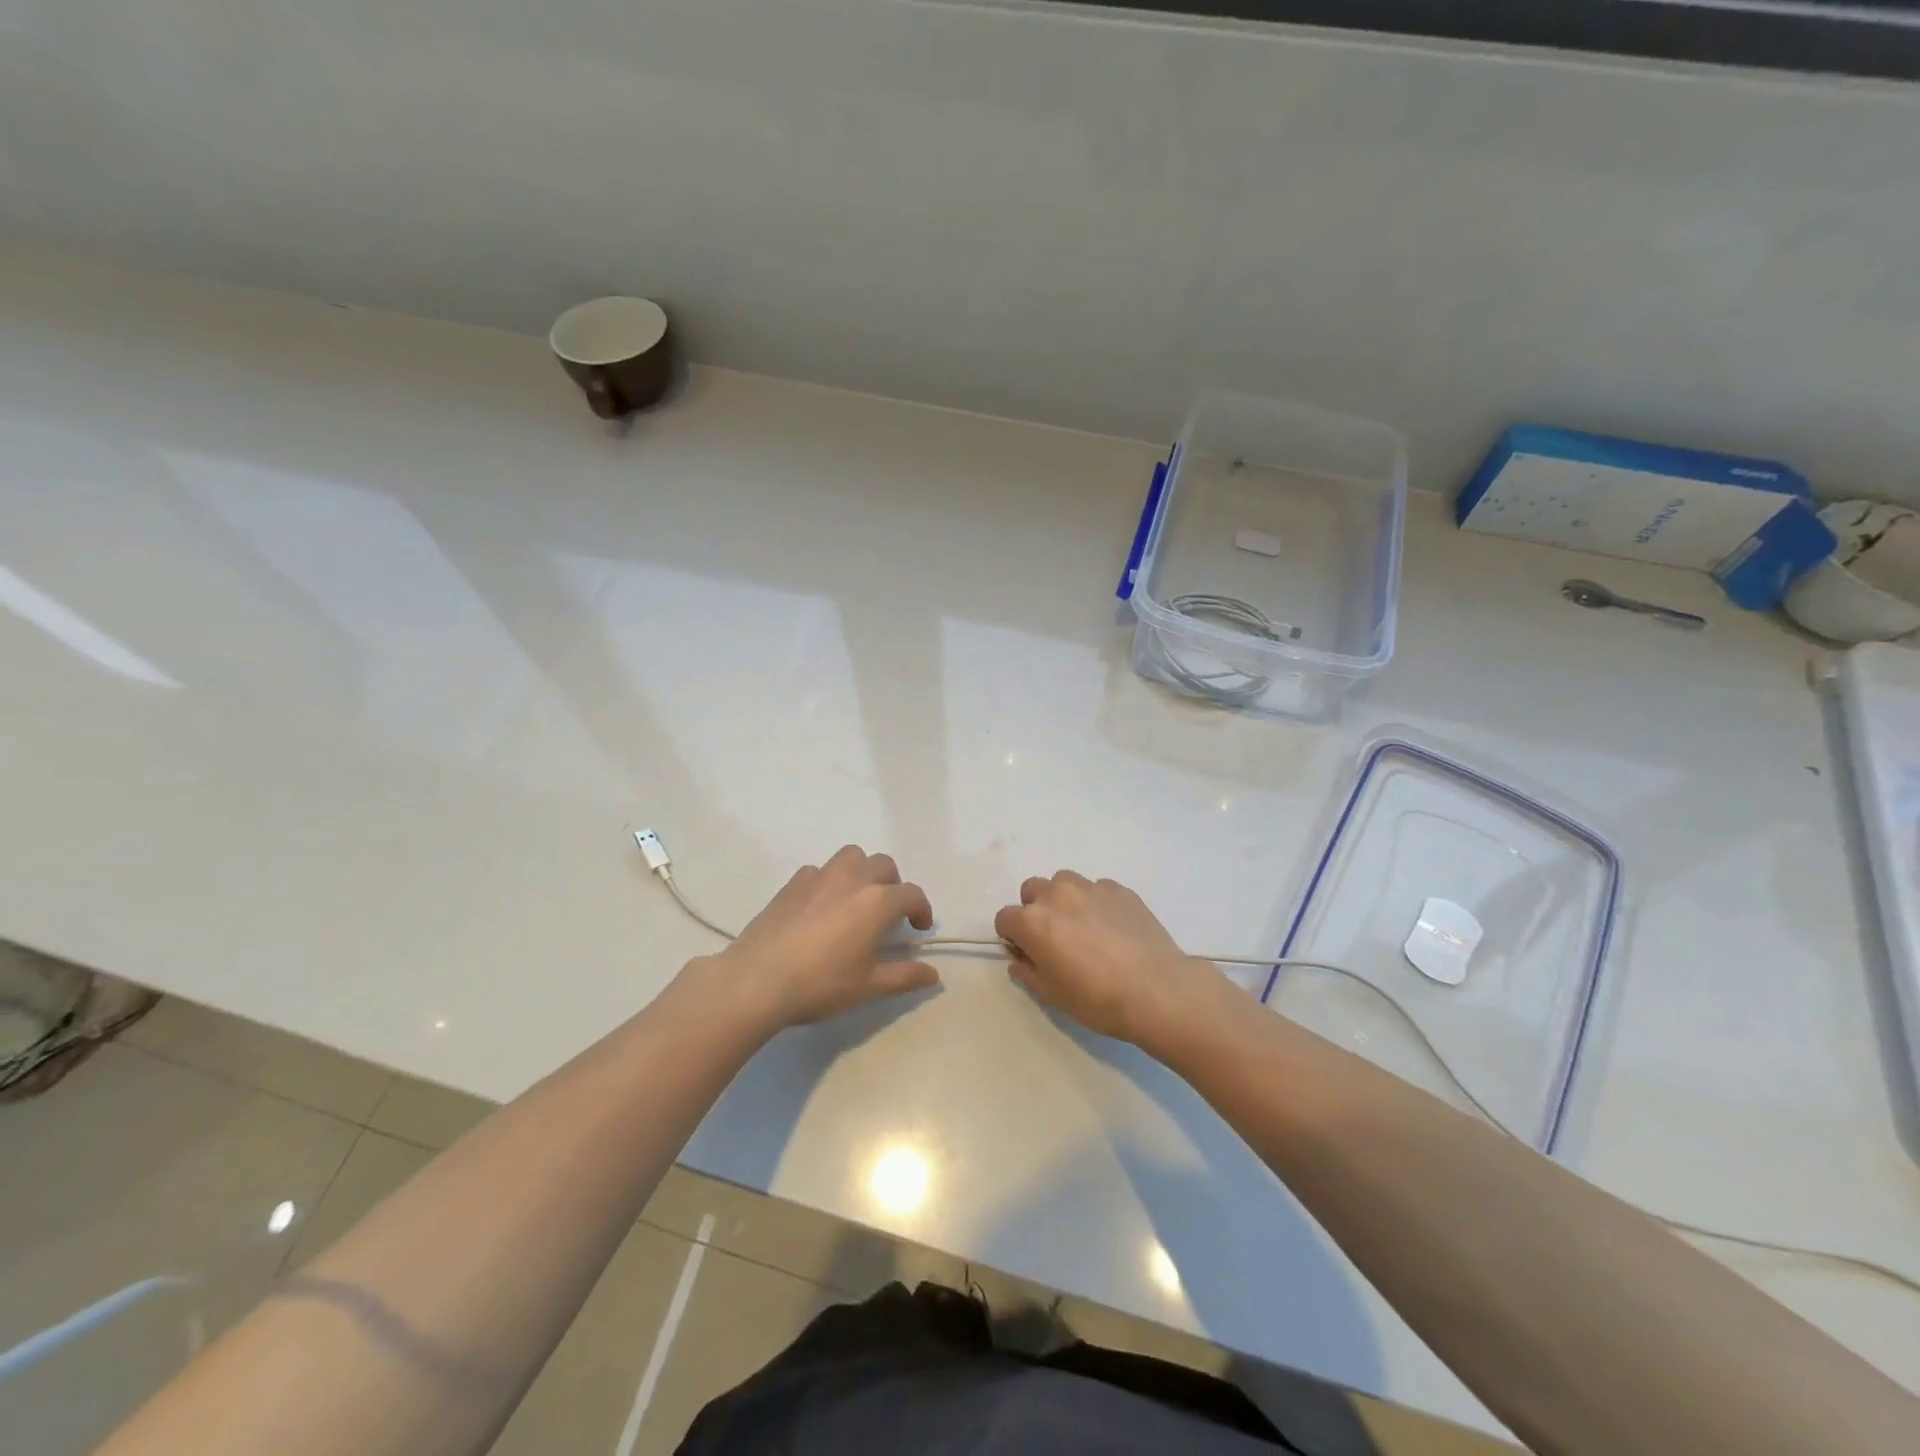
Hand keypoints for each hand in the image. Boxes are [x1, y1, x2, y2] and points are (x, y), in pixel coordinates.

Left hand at [699, 846, 939, 1032]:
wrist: (757, 980)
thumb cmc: (821, 984)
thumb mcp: (869, 986)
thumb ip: (905, 977)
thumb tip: (934, 975)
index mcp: (877, 902)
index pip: (911, 894)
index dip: (922, 909)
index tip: (919, 929)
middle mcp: (852, 879)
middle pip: (884, 865)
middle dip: (893, 885)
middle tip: (888, 914)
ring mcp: (819, 877)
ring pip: (852, 856)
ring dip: (862, 871)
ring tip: (857, 899)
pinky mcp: (792, 883)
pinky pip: (819, 870)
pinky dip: (829, 880)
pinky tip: (821, 906)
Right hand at [994, 872, 1224, 1048]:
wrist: (1158, 990)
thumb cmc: (1098, 999)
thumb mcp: (1052, 995)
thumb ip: (1027, 972)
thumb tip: (1019, 960)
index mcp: (1033, 922)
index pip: (1004, 917)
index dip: (1012, 936)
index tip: (1026, 952)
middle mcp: (1057, 895)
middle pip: (1031, 890)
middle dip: (1035, 910)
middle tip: (1054, 938)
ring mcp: (1090, 887)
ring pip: (1063, 882)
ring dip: (1063, 899)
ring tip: (1083, 927)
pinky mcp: (1119, 889)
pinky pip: (1096, 889)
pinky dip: (1095, 902)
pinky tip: (1112, 928)